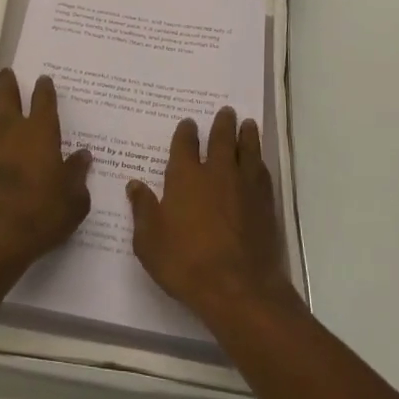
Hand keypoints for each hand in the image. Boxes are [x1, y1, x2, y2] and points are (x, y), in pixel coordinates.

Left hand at [0, 69, 91, 282]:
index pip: (43, 101)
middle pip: (7, 97)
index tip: (44, 79)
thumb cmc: (41, 214)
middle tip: (8, 72)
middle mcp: (12, 130)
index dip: (45, 89)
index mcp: (41, 132)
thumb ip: (78, 174)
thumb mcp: (74, 200)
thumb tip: (83, 155)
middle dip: (9, 83)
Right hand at [128, 108, 294, 323]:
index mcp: (185, 177)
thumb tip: (134, 185)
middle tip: (227, 111)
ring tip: (248, 124)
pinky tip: (259, 161)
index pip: (185, 145)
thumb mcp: (149, 240)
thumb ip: (142, 209)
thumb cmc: (185, 262)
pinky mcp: (264, 204)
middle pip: (221, 139)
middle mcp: (217, 173)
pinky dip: (259, 161)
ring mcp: (244, 186)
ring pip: (247, 150)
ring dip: (246, 135)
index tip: (189, 123)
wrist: (237, 287)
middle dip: (222, 123)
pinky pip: (262, 172)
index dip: (186, 132)